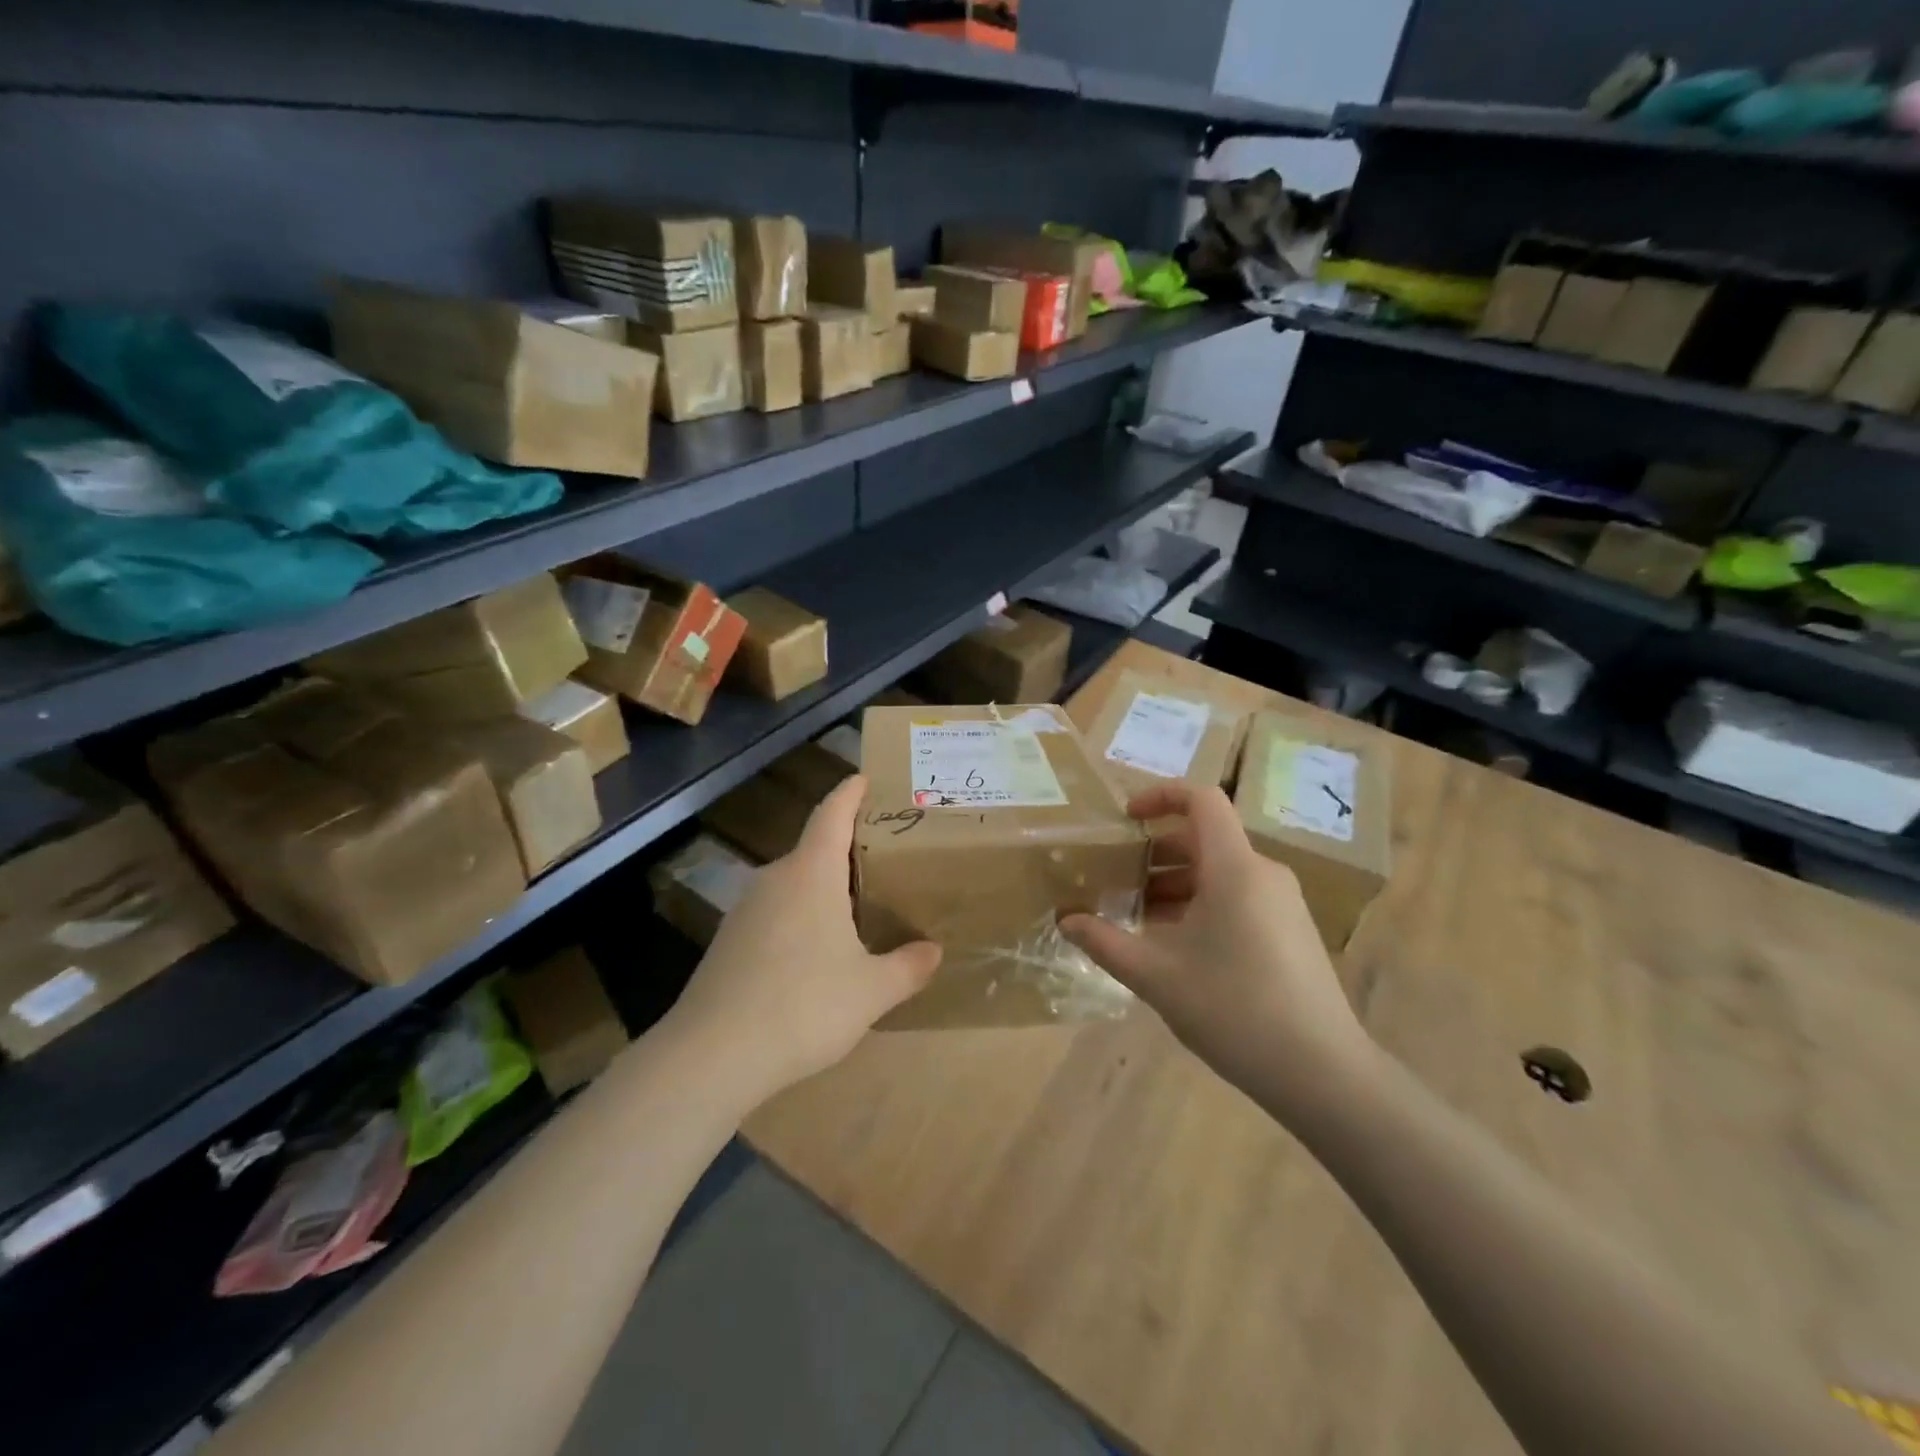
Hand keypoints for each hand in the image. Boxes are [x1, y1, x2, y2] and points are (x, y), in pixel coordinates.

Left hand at [664, 775, 940, 1109]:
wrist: (713, 1055)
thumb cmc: (804, 1006)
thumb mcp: (871, 990)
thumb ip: (908, 967)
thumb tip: (933, 951)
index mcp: (812, 873)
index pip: (832, 814)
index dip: (850, 793)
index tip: (864, 778)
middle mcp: (775, 878)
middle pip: (814, 849)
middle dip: (846, 850)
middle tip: (882, 860)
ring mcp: (745, 910)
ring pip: (793, 884)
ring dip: (823, 889)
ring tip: (855, 909)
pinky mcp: (728, 942)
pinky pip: (774, 913)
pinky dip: (800, 918)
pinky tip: (814, 955)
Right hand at [1061, 784, 1373, 1099]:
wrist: (1322, 1073)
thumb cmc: (1234, 1010)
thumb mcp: (1156, 976)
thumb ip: (1105, 942)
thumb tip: (1066, 921)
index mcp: (1235, 868)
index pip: (1202, 800)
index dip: (1160, 796)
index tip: (1125, 819)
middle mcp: (1263, 873)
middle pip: (1204, 838)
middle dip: (1155, 852)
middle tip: (1115, 878)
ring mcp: (1282, 903)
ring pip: (1220, 872)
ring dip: (1175, 883)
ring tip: (1135, 916)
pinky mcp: (1290, 930)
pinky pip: (1238, 896)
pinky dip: (1200, 904)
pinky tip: (1174, 945)